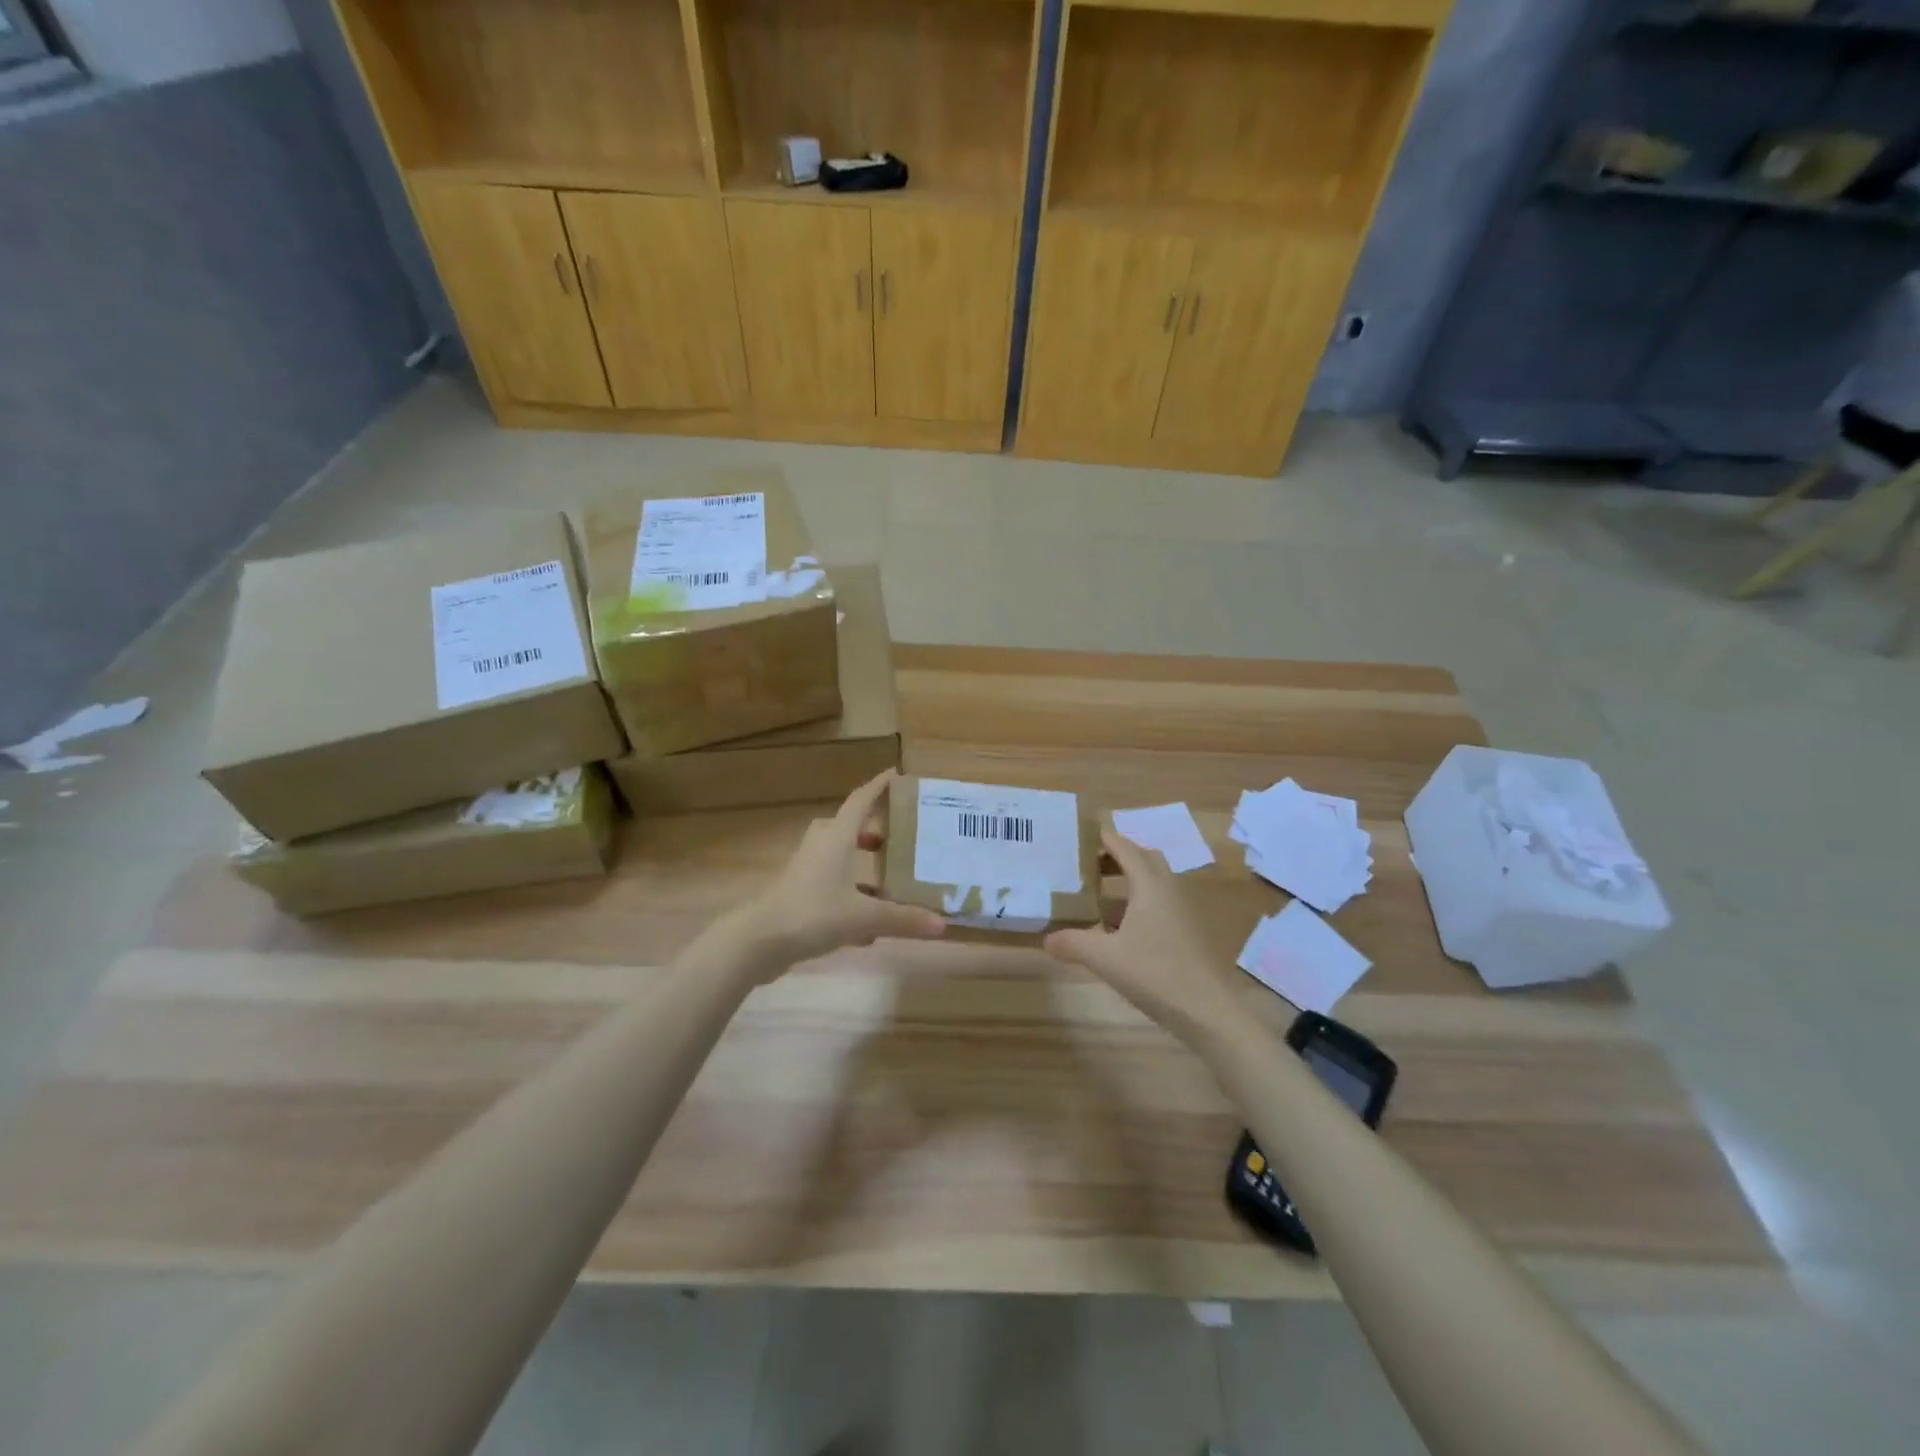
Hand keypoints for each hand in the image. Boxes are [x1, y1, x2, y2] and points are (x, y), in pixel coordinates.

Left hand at [731, 770, 944, 976]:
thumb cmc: (812, 913)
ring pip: (838, 858)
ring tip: (890, 880)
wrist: (757, 942)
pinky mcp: (798, 897)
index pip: (860, 800)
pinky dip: (851, 897)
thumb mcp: (863, 917)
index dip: (878, 786)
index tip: (897, 774)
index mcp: (836, 838)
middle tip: (899, 836)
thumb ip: (902, 919)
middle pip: (847, 827)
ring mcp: (806, 872)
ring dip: (861, 864)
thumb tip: (942, 924)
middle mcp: (820, 848)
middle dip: (872, 829)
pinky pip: (831, 887)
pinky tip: (870, 927)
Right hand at [1044, 829, 1241, 1043]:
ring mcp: (1183, 910)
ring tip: (1099, 896)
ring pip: (1155, 882)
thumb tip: (1047, 939)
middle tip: (1089, 865)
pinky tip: (1121, 929)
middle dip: (1118, 856)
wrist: (1208, 1010)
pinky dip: (1140, 904)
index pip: (1125, 848)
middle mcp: (1169, 889)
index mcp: (1150, 885)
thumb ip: (1073, 943)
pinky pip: (1161, 903)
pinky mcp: (1189, 931)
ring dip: (1130, 882)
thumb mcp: (1105, 958)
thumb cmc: (1155, 973)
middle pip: (1144, 859)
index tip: (1082, 835)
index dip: (1105, 839)